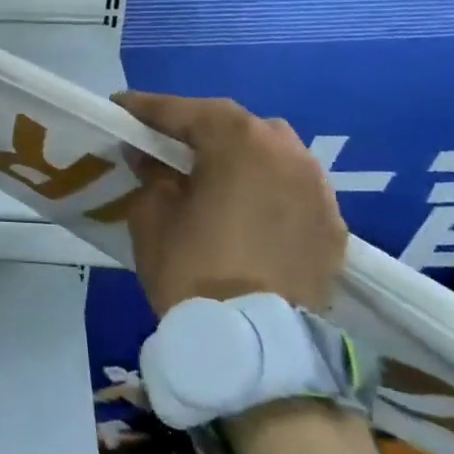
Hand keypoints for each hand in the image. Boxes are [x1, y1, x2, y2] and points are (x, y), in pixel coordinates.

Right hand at [112, 93, 346, 315]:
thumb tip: (149, 157)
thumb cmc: (192, 267)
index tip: (120, 108)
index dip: (146, 109)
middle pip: (235, 125)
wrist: (255, 344)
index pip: (184, 111)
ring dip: (238, 155)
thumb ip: (151, 174)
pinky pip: (292, 190)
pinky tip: (245, 206)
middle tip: (164, 140)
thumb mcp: (152, 214)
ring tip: (208, 172)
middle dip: (197, 128)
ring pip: (271, 154)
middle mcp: (287, 151)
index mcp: (239, 140)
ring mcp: (318, 189)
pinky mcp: (333, 227)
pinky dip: (266, 188)